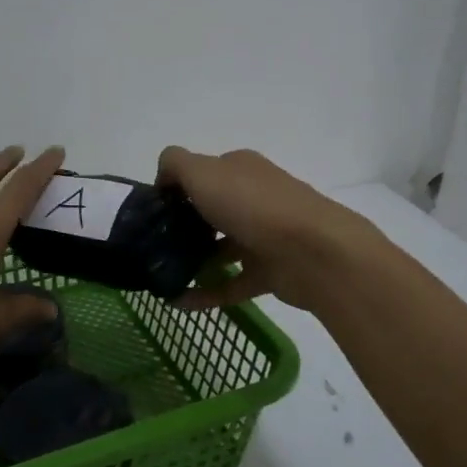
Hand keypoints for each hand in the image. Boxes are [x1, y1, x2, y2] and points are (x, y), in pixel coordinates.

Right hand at [157, 146, 383, 312]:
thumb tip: (163, 178)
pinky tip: (178, 302)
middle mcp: (254, 198)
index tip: (153, 212)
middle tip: (154, 246)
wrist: (313, 252)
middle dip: (183, 227)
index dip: (176, 188)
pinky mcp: (270, 271)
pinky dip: (206, 293)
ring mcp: (264, 236)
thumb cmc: (253, 205)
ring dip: (194, 261)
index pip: (203, 173)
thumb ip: (175, 164)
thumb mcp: (203, 171)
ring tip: (162, 276)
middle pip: (212, 210)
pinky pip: (231, 283)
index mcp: (240, 170)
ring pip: (222, 248)